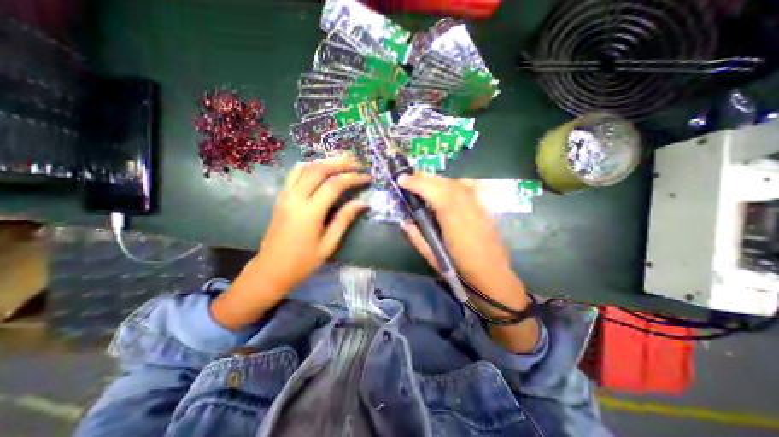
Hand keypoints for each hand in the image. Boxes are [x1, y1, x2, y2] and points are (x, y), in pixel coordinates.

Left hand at [213, 156, 368, 328]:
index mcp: (309, 213)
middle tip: (356, 162)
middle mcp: (295, 198)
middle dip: (339, 162)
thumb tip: (362, 203)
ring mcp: (285, 196)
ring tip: (341, 161)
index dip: (353, 178)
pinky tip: (320, 168)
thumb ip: (344, 219)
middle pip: (318, 170)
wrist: (270, 269)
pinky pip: (294, 174)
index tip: (367, 177)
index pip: (334, 185)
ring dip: (324, 161)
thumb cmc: (303, 262)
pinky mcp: (281, 197)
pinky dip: (310, 166)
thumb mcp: (328, 244)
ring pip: (304, 167)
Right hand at [396, 175, 529, 317]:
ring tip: (423, 181)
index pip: (434, 193)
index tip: (401, 180)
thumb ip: (417, 238)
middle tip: (409, 178)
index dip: (417, 183)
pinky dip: (453, 183)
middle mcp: (468, 208)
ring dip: (437, 180)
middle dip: (424, 177)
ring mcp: (478, 206)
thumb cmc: (461, 270)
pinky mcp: (484, 208)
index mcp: (454, 221)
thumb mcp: (433, 258)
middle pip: (445, 184)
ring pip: (456, 183)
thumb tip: (405, 222)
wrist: (493, 276)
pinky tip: (447, 186)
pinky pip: (467, 187)